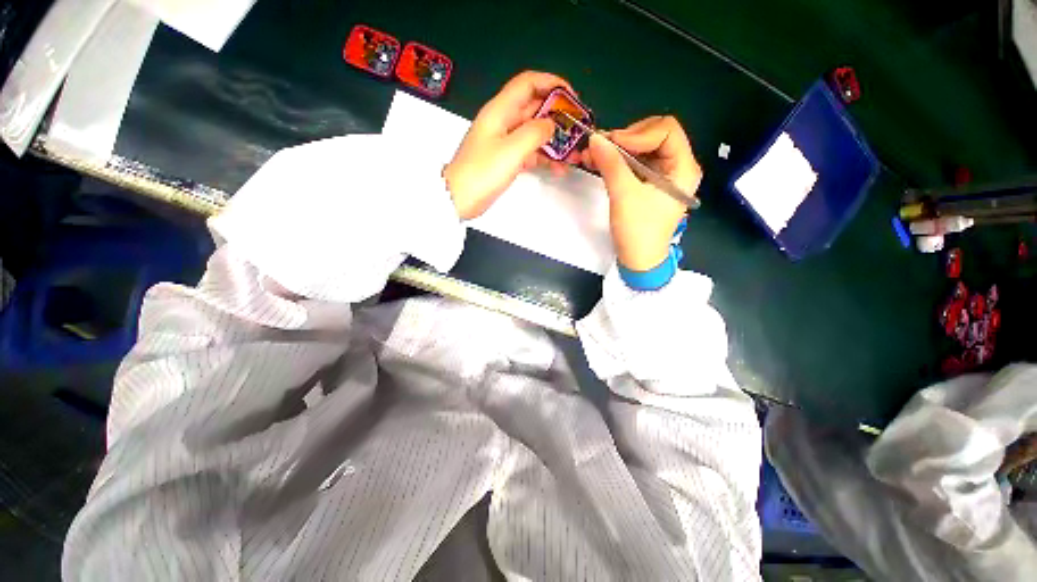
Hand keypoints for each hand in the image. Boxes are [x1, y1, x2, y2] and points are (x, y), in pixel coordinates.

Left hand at [444, 71, 576, 219]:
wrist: (459, 199)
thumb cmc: (482, 173)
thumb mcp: (511, 150)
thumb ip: (535, 133)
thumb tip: (551, 124)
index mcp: (500, 110)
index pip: (528, 83)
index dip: (552, 84)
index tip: (572, 98)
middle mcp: (503, 122)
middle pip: (535, 109)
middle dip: (558, 118)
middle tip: (578, 131)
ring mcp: (504, 142)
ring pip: (534, 133)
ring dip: (554, 142)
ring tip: (573, 156)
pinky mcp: (506, 160)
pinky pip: (529, 152)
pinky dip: (543, 158)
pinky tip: (558, 168)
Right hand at [580, 116, 701, 270]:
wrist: (638, 260)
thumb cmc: (638, 231)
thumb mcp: (624, 195)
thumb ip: (611, 164)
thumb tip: (595, 138)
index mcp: (683, 167)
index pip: (666, 130)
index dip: (638, 133)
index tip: (612, 144)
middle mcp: (677, 166)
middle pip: (654, 136)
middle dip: (625, 139)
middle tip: (601, 147)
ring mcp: (663, 175)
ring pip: (641, 149)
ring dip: (616, 150)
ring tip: (592, 154)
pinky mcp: (649, 184)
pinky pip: (634, 163)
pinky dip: (617, 161)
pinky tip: (598, 162)